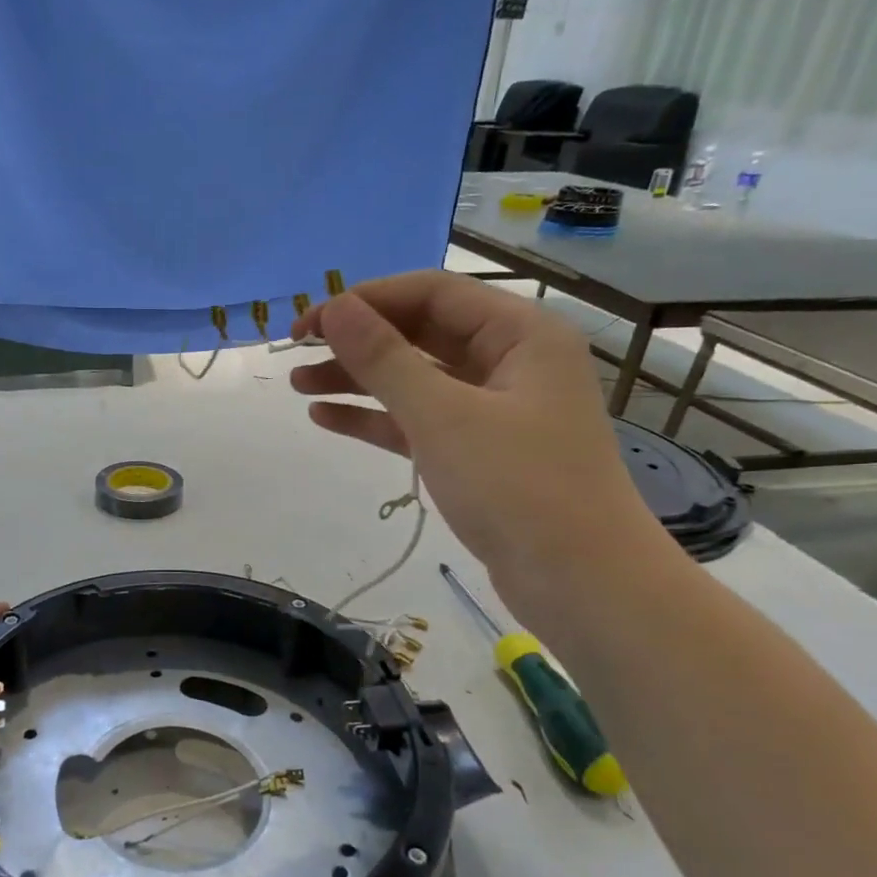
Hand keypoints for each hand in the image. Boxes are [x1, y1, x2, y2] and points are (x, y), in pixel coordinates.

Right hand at [290, 272, 666, 616]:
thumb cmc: (517, 486)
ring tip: (298, 386)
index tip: (309, 323)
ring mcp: (494, 410)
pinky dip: (376, 418)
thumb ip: (384, 358)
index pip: (432, 293)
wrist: (579, 584)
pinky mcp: (478, 454)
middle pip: (421, 333)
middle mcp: (510, 362)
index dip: (365, 300)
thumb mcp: (442, 416)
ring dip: (358, 379)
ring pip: (416, 380)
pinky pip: (419, 421)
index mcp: (520, 334)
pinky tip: (326, 418)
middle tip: (296, 353)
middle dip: (357, 341)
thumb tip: (335, 308)